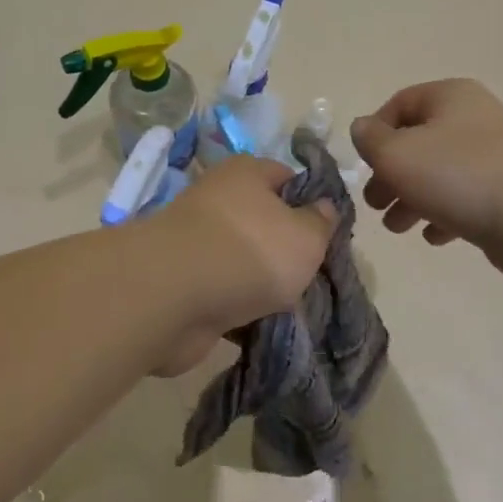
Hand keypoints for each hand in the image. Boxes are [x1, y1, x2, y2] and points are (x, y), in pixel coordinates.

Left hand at [143, 156, 337, 375]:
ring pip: (244, 262)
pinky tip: (261, 327)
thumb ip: (321, 222)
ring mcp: (197, 242)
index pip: (286, 178)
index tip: (328, 234)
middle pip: (264, 223)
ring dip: (263, 285)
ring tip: (293, 309)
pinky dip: (239, 310)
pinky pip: (223, 293)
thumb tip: (323, 206)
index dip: (310, 202)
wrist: (174, 296)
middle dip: (287, 251)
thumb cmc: (250, 252)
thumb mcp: (306, 236)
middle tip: (313, 277)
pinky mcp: (183, 282)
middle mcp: (218, 199)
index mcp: (246, 173)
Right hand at [351, 80, 502, 278]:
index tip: (364, 165)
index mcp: (450, 96)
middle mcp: (475, 117)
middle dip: (391, 174)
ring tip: (397, 227)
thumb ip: (369, 139)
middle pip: (418, 142)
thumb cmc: (454, 175)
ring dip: (412, 198)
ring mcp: (496, 154)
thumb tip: (363, 129)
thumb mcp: (395, 154)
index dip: (374, 133)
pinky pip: (465, 195)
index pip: (399, 104)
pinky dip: (443, 212)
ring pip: (439, 172)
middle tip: (375, 203)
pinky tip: (433, 236)